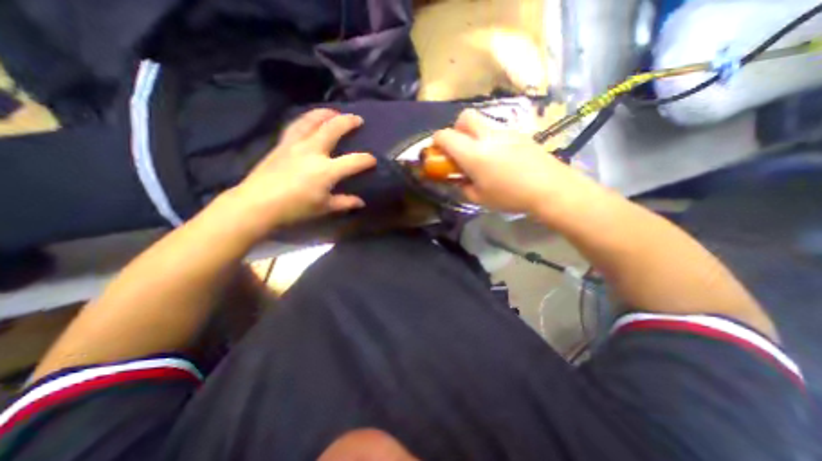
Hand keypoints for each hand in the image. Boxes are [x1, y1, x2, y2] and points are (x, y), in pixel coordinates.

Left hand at [215, 108, 374, 241]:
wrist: (256, 204)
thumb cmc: (294, 209)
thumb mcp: (324, 208)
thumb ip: (345, 203)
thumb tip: (360, 202)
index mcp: (326, 170)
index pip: (354, 161)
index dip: (367, 160)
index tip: (373, 160)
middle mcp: (312, 151)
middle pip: (333, 128)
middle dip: (348, 122)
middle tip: (358, 119)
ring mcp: (295, 144)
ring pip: (311, 120)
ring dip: (325, 113)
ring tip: (334, 111)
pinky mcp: (281, 144)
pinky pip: (295, 125)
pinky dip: (306, 119)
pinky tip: (309, 120)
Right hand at [433, 108, 594, 213]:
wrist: (550, 188)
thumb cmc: (510, 196)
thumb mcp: (479, 198)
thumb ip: (463, 187)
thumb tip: (459, 180)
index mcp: (472, 153)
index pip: (446, 135)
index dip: (437, 141)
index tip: (438, 151)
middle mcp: (487, 136)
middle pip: (465, 117)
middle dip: (456, 129)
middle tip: (460, 148)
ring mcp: (505, 132)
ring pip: (483, 123)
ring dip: (475, 135)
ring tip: (483, 157)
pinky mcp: (520, 134)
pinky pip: (498, 131)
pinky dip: (492, 140)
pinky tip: (502, 158)